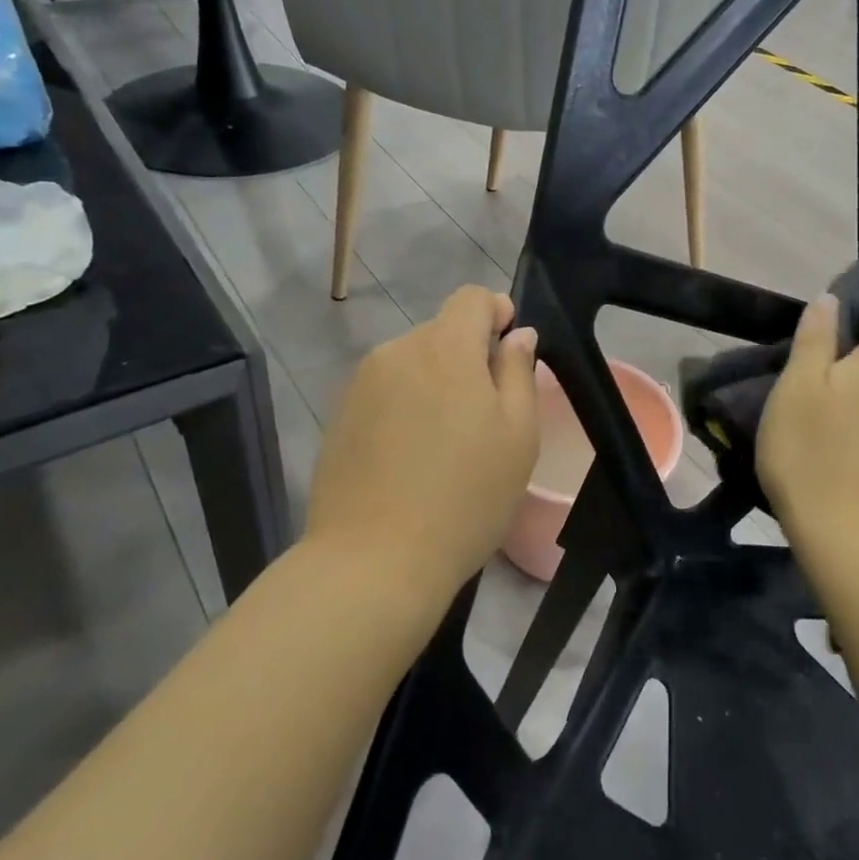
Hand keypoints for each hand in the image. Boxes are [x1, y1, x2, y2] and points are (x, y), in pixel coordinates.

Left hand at [305, 286, 538, 588]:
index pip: (471, 298)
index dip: (497, 313)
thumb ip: (519, 372)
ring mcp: (361, 384)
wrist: (373, 561)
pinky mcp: (339, 416)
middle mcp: (397, 351)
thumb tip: (517, 334)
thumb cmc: (465, 497)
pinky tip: (410, 459)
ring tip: (445, 444)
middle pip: (442, 332)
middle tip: (485, 417)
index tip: (508, 354)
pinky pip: (386, 392)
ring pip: (413, 363)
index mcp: (445, 348)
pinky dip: (405, 407)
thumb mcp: (518, 435)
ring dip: (435, 384)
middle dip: (468, 357)